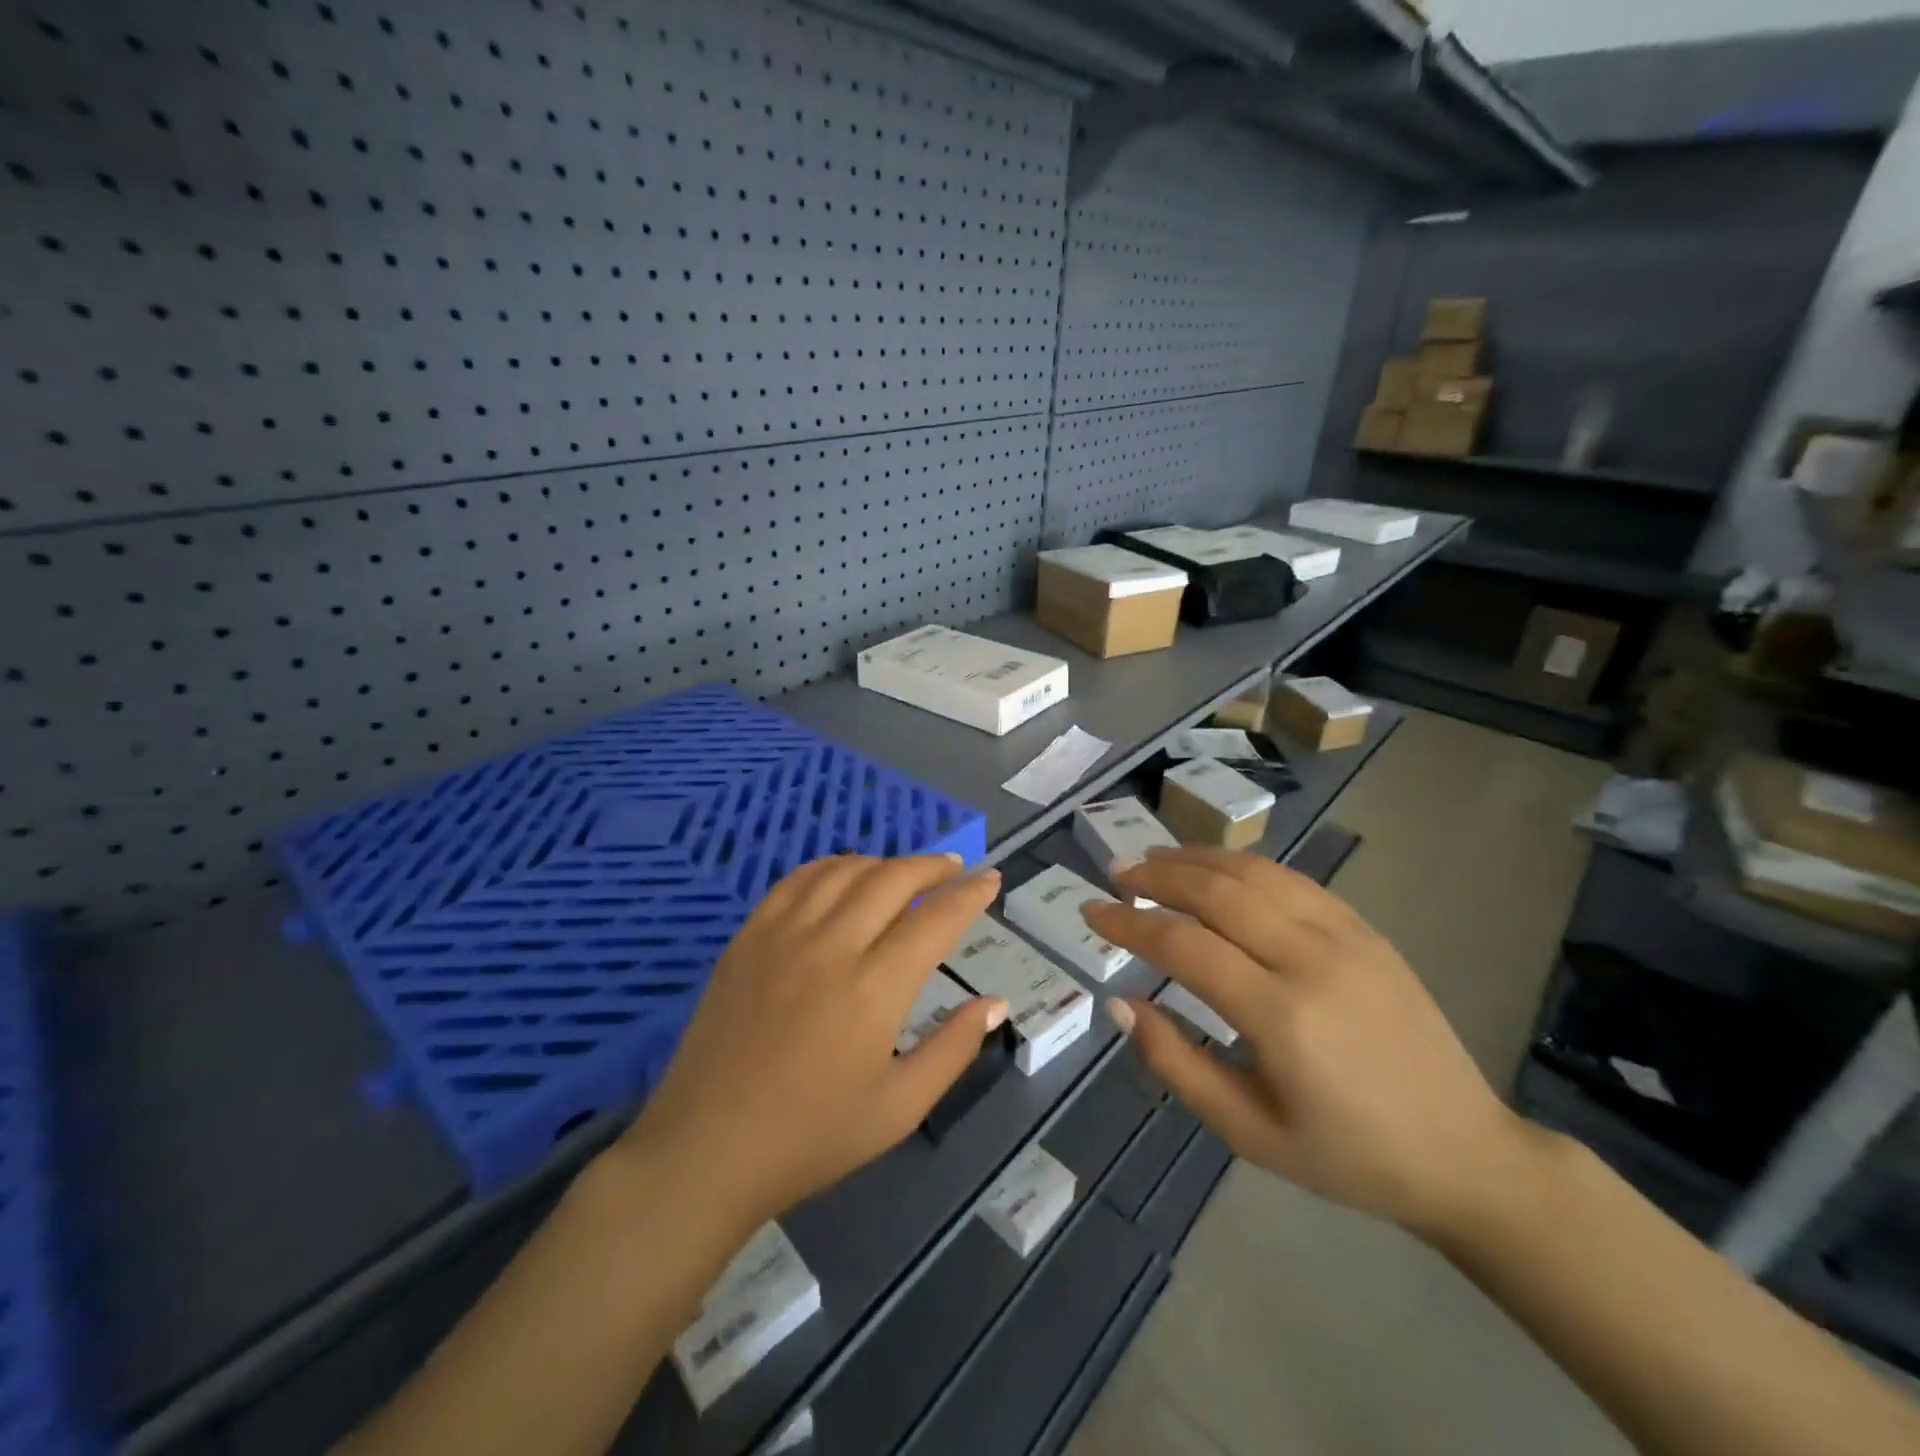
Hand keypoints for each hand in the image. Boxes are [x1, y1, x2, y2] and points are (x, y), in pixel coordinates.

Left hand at [615, 853, 1006, 1230]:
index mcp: (874, 989)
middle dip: (932, 866)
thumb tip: (995, 1003)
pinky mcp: (748, 937)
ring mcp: (783, 935)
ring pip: (844, 870)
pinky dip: (830, 867)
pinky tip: (844, 875)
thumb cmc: (811, 1137)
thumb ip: (953, 1049)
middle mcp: (831, 945)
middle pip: (892, 879)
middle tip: (954, 870)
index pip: (935, 919)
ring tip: (905, 873)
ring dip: (884, 862)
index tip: (990, 881)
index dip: (969, 895)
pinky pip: (796, 880)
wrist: (706, 1149)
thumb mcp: (899, 1108)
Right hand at [1083, 846, 1530, 1236]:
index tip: (1092, 910)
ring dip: (1196, 858)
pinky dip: (1243, 864)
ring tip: (1154, 858)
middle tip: (1116, 873)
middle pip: (1216, 892)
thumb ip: (1177, 1064)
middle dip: (1156, 876)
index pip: (1183, 944)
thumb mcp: (1249, 1133)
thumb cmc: (1347, 1155)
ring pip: (1254, 873)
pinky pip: (1293, 879)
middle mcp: (1311, 959)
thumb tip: (1120, 1003)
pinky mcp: (1366, 930)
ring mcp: (1346, 936)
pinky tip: (1217, 868)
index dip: (1129, 922)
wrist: (1463, 1152)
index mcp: (1281, 1016)